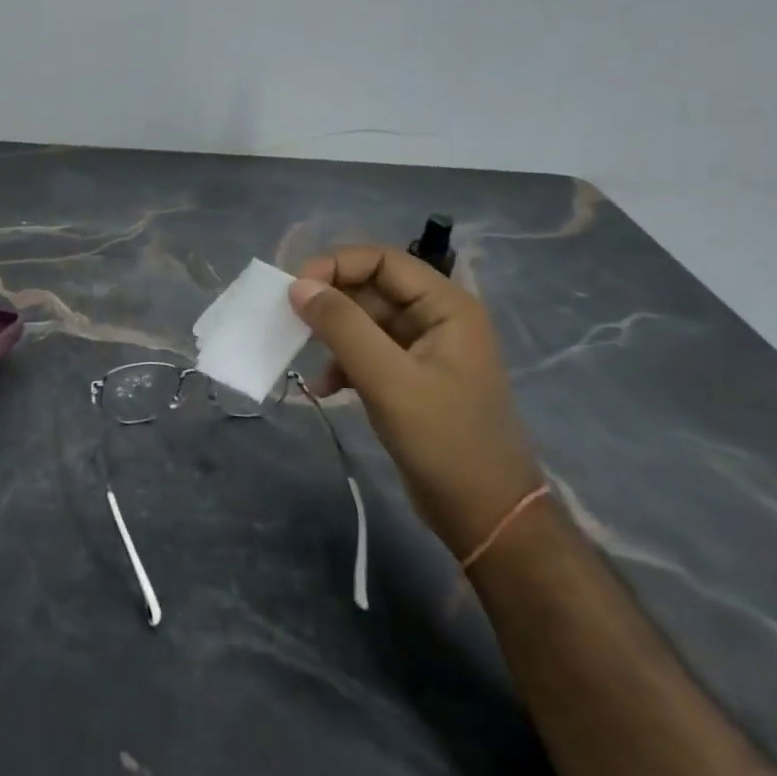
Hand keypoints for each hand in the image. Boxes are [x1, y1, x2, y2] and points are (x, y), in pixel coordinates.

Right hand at [290, 247, 541, 561]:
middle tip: (291, 320)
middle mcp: (437, 318)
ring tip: (306, 356)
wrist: (485, 515)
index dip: (337, 265)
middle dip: (330, 302)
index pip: (383, 260)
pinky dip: (342, 363)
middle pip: (372, 288)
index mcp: (446, 306)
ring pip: (365, 320)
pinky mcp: (410, 378)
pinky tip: (325, 387)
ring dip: (332, 334)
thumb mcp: (388, 379)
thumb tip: (298, 285)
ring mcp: (424, 350)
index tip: (297, 289)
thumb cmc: (444, 439)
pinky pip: (367, 352)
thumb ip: (342, 326)